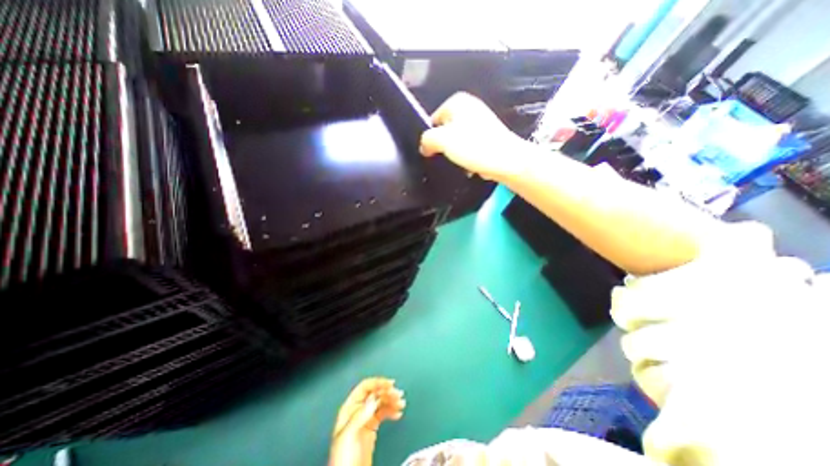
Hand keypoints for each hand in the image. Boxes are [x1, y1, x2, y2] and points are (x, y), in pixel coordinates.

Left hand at [332, 379, 406, 465]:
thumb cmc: (343, 461)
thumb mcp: (349, 435)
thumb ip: (360, 415)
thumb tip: (373, 398)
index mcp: (348, 409)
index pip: (365, 387)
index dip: (378, 383)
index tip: (390, 384)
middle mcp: (357, 412)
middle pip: (374, 393)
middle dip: (387, 392)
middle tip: (398, 394)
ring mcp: (365, 420)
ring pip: (380, 402)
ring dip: (392, 400)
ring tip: (401, 403)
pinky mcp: (371, 429)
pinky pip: (383, 413)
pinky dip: (391, 410)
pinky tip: (398, 412)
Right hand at [423, 93, 524, 181]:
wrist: (506, 160)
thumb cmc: (474, 146)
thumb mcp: (442, 140)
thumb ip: (427, 140)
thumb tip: (425, 146)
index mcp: (457, 102)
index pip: (432, 120)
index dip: (431, 138)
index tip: (433, 152)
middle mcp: (469, 107)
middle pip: (445, 131)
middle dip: (444, 146)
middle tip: (448, 156)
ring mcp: (480, 122)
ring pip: (457, 141)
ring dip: (456, 153)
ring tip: (461, 161)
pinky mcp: (487, 137)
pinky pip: (469, 147)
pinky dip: (467, 156)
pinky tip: (470, 163)